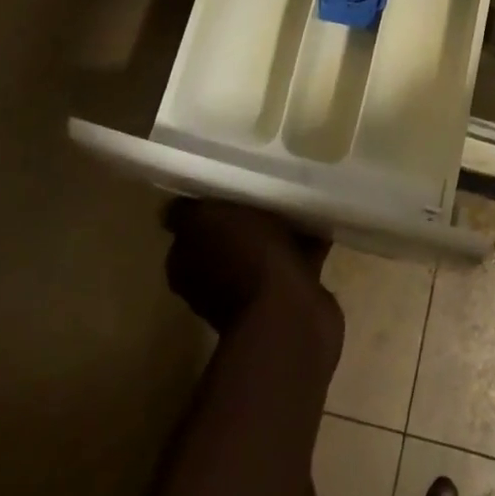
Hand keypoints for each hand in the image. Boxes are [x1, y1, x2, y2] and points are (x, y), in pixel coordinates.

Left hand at [163, 199, 339, 343]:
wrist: (287, 313)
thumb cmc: (242, 256)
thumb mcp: (205, 219)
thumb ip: (186, 212)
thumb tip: (174, 208)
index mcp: (187, 264)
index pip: (191, 227)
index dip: (208, 205)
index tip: (227, 182)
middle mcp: (213, 281)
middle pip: (229, 236)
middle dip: (246, 216)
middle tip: (266, 186)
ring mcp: (251, 292)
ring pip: (263, 248)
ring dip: (277, 229)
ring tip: (297, 198)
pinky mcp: (287, 297)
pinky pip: (296, 259)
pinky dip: (306, 243)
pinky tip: (320, 219)